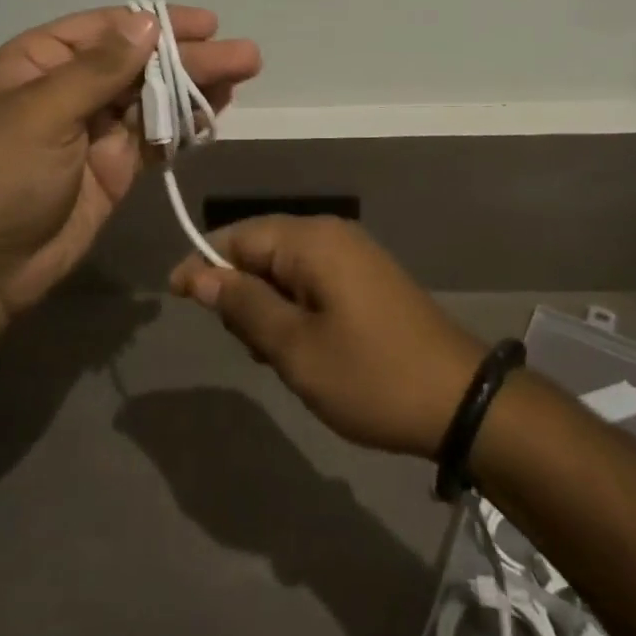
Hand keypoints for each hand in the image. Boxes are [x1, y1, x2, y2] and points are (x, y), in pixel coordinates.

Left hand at [0, 6, 260, 344]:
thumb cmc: (0, 176)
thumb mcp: (43, 113)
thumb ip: (100, 69)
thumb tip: (147, 22)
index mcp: (40, 62)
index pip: (107, 29)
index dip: (158, 23)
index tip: (206, 24)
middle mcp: (69, 88)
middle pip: (139, 62)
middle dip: (190, 57)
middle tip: (244, 54)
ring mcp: (95, 129)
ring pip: (153, 97)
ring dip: (196, 86)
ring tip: (244, 72)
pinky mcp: (115, 166)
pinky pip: (156, 136)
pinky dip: (185, 124)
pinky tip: (216, 111)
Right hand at [169, 217, 484, 457]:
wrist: (460, 400)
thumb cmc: (370, 375)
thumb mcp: (296, 348)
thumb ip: (244, 305)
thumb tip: (198, 274)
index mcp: (312, 241)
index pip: (239, 236)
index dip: (203, 263)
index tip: (174, 296)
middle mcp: (332, 234)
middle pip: (262, 248)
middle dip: (239, 289)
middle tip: (241, 343)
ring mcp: (354, 255)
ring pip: (286, 267)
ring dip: (267, 304)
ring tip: (273, 354)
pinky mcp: (367, 278)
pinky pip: (313, 280)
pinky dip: (294, 307)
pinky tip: (300, 347)